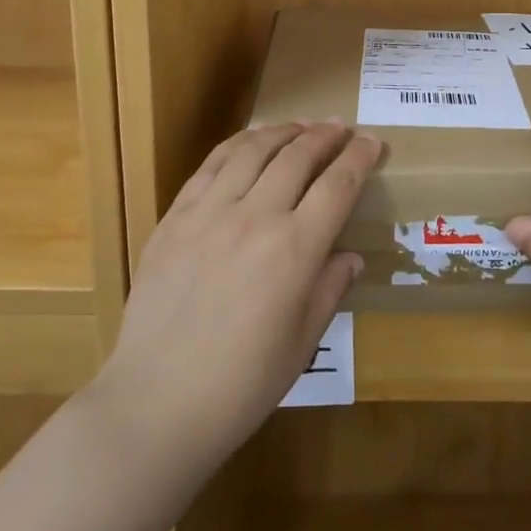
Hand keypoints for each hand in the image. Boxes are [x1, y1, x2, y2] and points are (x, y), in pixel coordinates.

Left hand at [97, 122, 378, 474]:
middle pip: (298, 156)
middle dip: (326, 136)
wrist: (156, 404)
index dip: (360, 158)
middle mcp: (255, 216)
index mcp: (295, 249)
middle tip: (341, 128)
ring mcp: (210, 213)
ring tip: (301, 126)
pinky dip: (237, 144)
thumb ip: (329, 288)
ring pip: (254, 150)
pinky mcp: (175, 218)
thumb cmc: (242, 384)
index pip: (338, 185)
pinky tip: (250, 141)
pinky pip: (210, 165)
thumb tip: (349, 256)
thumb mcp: (302, 342)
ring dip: (284, 131)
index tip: (373, 142)